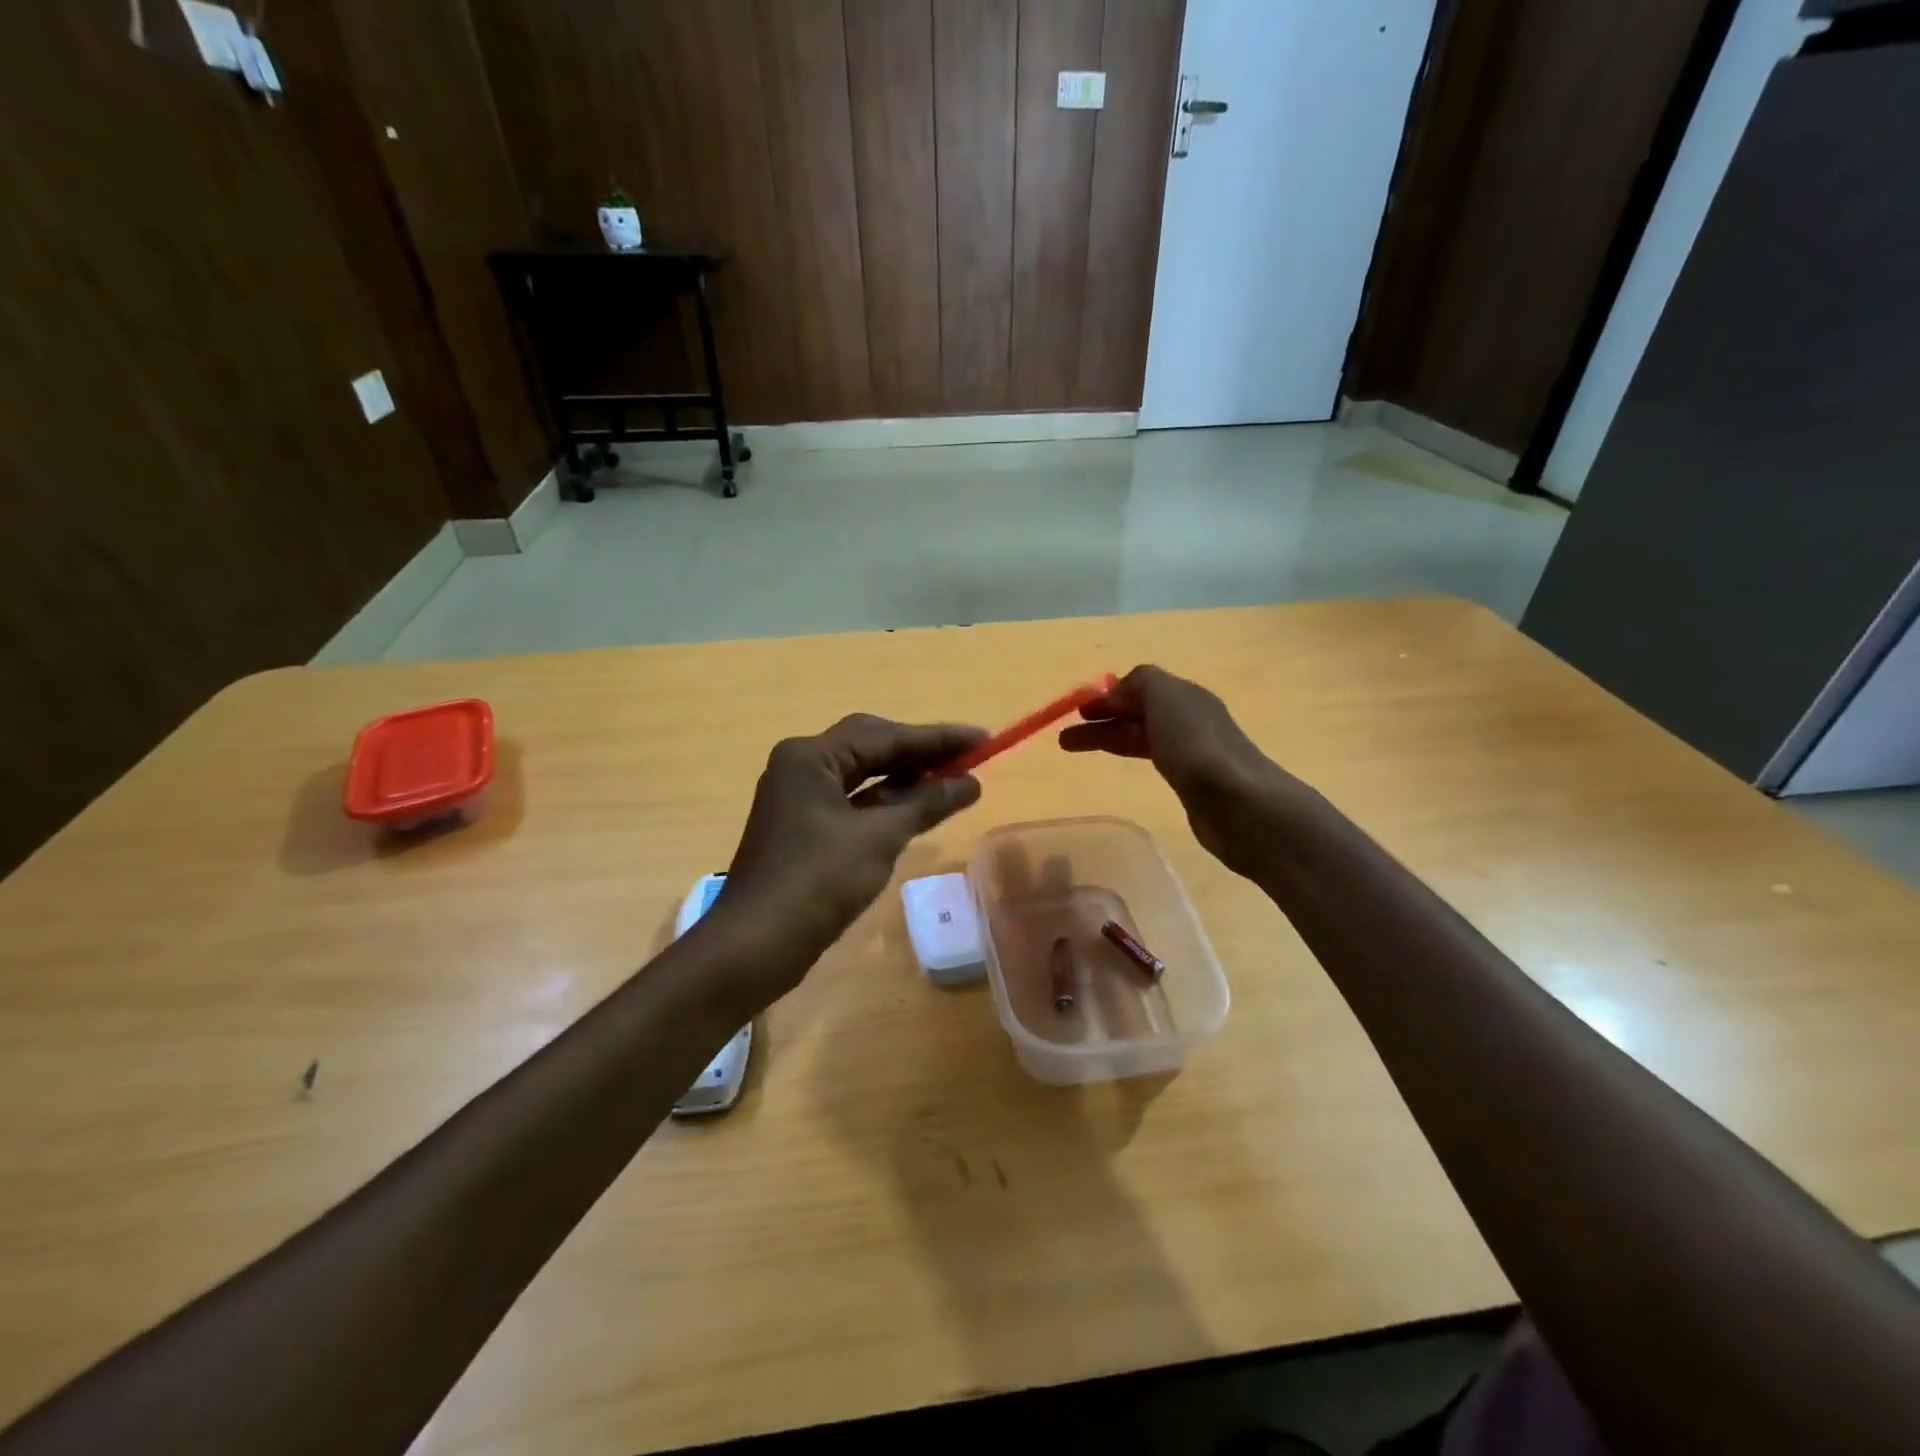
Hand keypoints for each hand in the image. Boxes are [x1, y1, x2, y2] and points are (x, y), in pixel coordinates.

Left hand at [708, 715, 986, 1002]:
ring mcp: (799, 797)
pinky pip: (853, 801)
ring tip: (953, 781)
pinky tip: (918, 808)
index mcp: (811, 757)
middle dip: (921, 752)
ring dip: (905, 778)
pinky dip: (886, 802)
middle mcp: (801, 766)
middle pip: (871, 746)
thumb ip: (925, 803)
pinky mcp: (803, 826)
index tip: (983, 738)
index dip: (938, 738)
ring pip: (863, 774)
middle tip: (969, 759)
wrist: (754, 946)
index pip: (885, 735)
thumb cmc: (816, 883)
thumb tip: (970, 783)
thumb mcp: (877, 839)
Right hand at [1058, 665, 1300, 878]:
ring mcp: (1193, 752)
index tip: (1077, 713)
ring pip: (1141, 736)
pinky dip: (1130, 755)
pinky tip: (1123, 765)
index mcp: (1185, 696)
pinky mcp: (1192, 783)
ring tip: (1073, 749)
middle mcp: (1190, 719)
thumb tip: (1117, 691)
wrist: (1238, 803)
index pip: (1140, 688)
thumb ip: (1140, 683)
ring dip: (1108, 738)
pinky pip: (1153, 759)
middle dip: (1101, 720)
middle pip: (1137, 714)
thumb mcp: (1164, 696)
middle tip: (1065, 737)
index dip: (1107, 698)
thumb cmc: (1195, 745)